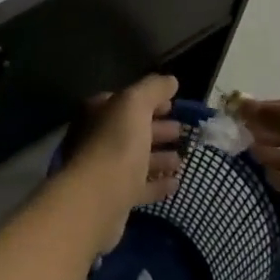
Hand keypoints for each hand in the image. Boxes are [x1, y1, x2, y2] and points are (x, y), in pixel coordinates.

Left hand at [64, 75, 184, 251]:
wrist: (97, 199)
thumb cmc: (116, 143)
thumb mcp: (135, 104)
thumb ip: (152, 89)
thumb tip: (170, 80)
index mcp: (97, 112)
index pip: (125, 101)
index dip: (149, 100)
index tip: (173, 105)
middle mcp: (97, 137)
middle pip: (131, 129)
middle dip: (156, 129)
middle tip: (182, 131)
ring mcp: (104, 169)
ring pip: (135, 158)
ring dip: (159, 157)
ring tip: (182, 159)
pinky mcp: (114, 198)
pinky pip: (139, 186)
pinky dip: (156, 183)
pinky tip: (175, 184)